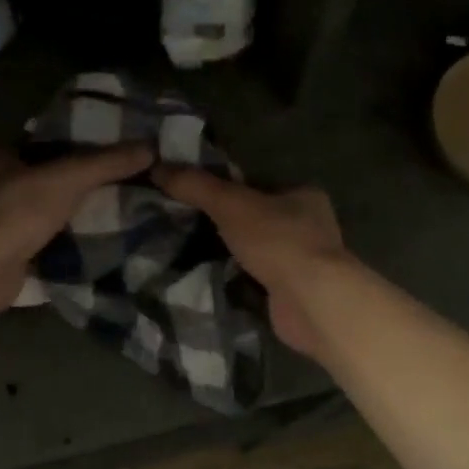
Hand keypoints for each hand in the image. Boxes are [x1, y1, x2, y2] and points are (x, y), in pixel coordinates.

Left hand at [0, 144, 153, 309]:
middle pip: (40, 177)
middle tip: (114, 182)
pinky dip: (60, 238)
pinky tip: (89, 238)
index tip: (105, 151)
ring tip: (110, 209)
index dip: (71, 144)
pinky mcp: (0, 251)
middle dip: (71, 182)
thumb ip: (107, 163)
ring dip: (67, 212)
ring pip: (39, 209)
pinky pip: (38, 238)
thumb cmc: (16, 211)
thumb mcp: (68, 178)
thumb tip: (150, 148)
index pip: (38, 142)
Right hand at [151, 166, 344, 359]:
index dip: (227, 186)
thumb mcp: (231, 204)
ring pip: (256, 250)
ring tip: (189, 250)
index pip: (259, 183)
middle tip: (184, 222)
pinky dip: (236, 279)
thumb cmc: (278, 241)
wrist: (311, 302)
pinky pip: (256, 278)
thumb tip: (157, 167)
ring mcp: (302, 261)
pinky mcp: (293, 292)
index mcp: (303, 194)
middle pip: (256, 217)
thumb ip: (196, 186)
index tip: (193, 192)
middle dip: (225, 223)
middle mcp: (309, 225)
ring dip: (230, 252)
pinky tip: (210, 277)